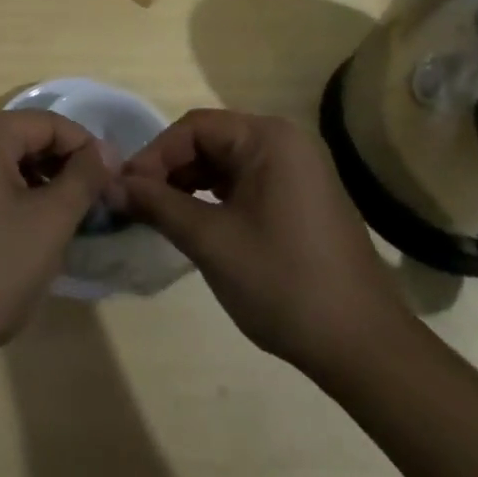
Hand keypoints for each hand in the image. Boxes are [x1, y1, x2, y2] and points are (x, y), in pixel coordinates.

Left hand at [0, 110, 110, 371]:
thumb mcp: (49, 223)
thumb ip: (83, 178)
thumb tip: (106, 150)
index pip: (49, 123)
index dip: (87, 150)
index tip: (112, 185)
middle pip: (22, 138)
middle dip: (60, 168)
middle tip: (91, 207)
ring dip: (34, 184)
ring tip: (60, 224)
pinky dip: (5, 197)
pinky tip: (20, 234)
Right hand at [120, 109, 411, 372]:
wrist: (365, 349)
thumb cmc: (284, 283)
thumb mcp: (212, 241)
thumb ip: (158, 205)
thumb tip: (111, 185)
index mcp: (268, 137)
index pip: (194, 127)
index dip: (154, 155)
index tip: (123, 189)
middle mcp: (285, 141)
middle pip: (210, 141)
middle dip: (170, 169)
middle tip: (137, 203)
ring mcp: (297, 169)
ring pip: (226, 162)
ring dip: (189, 184)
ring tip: (159, 214)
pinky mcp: (301, 197)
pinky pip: (246, 181)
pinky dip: (215, 197)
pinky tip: (196, 222)